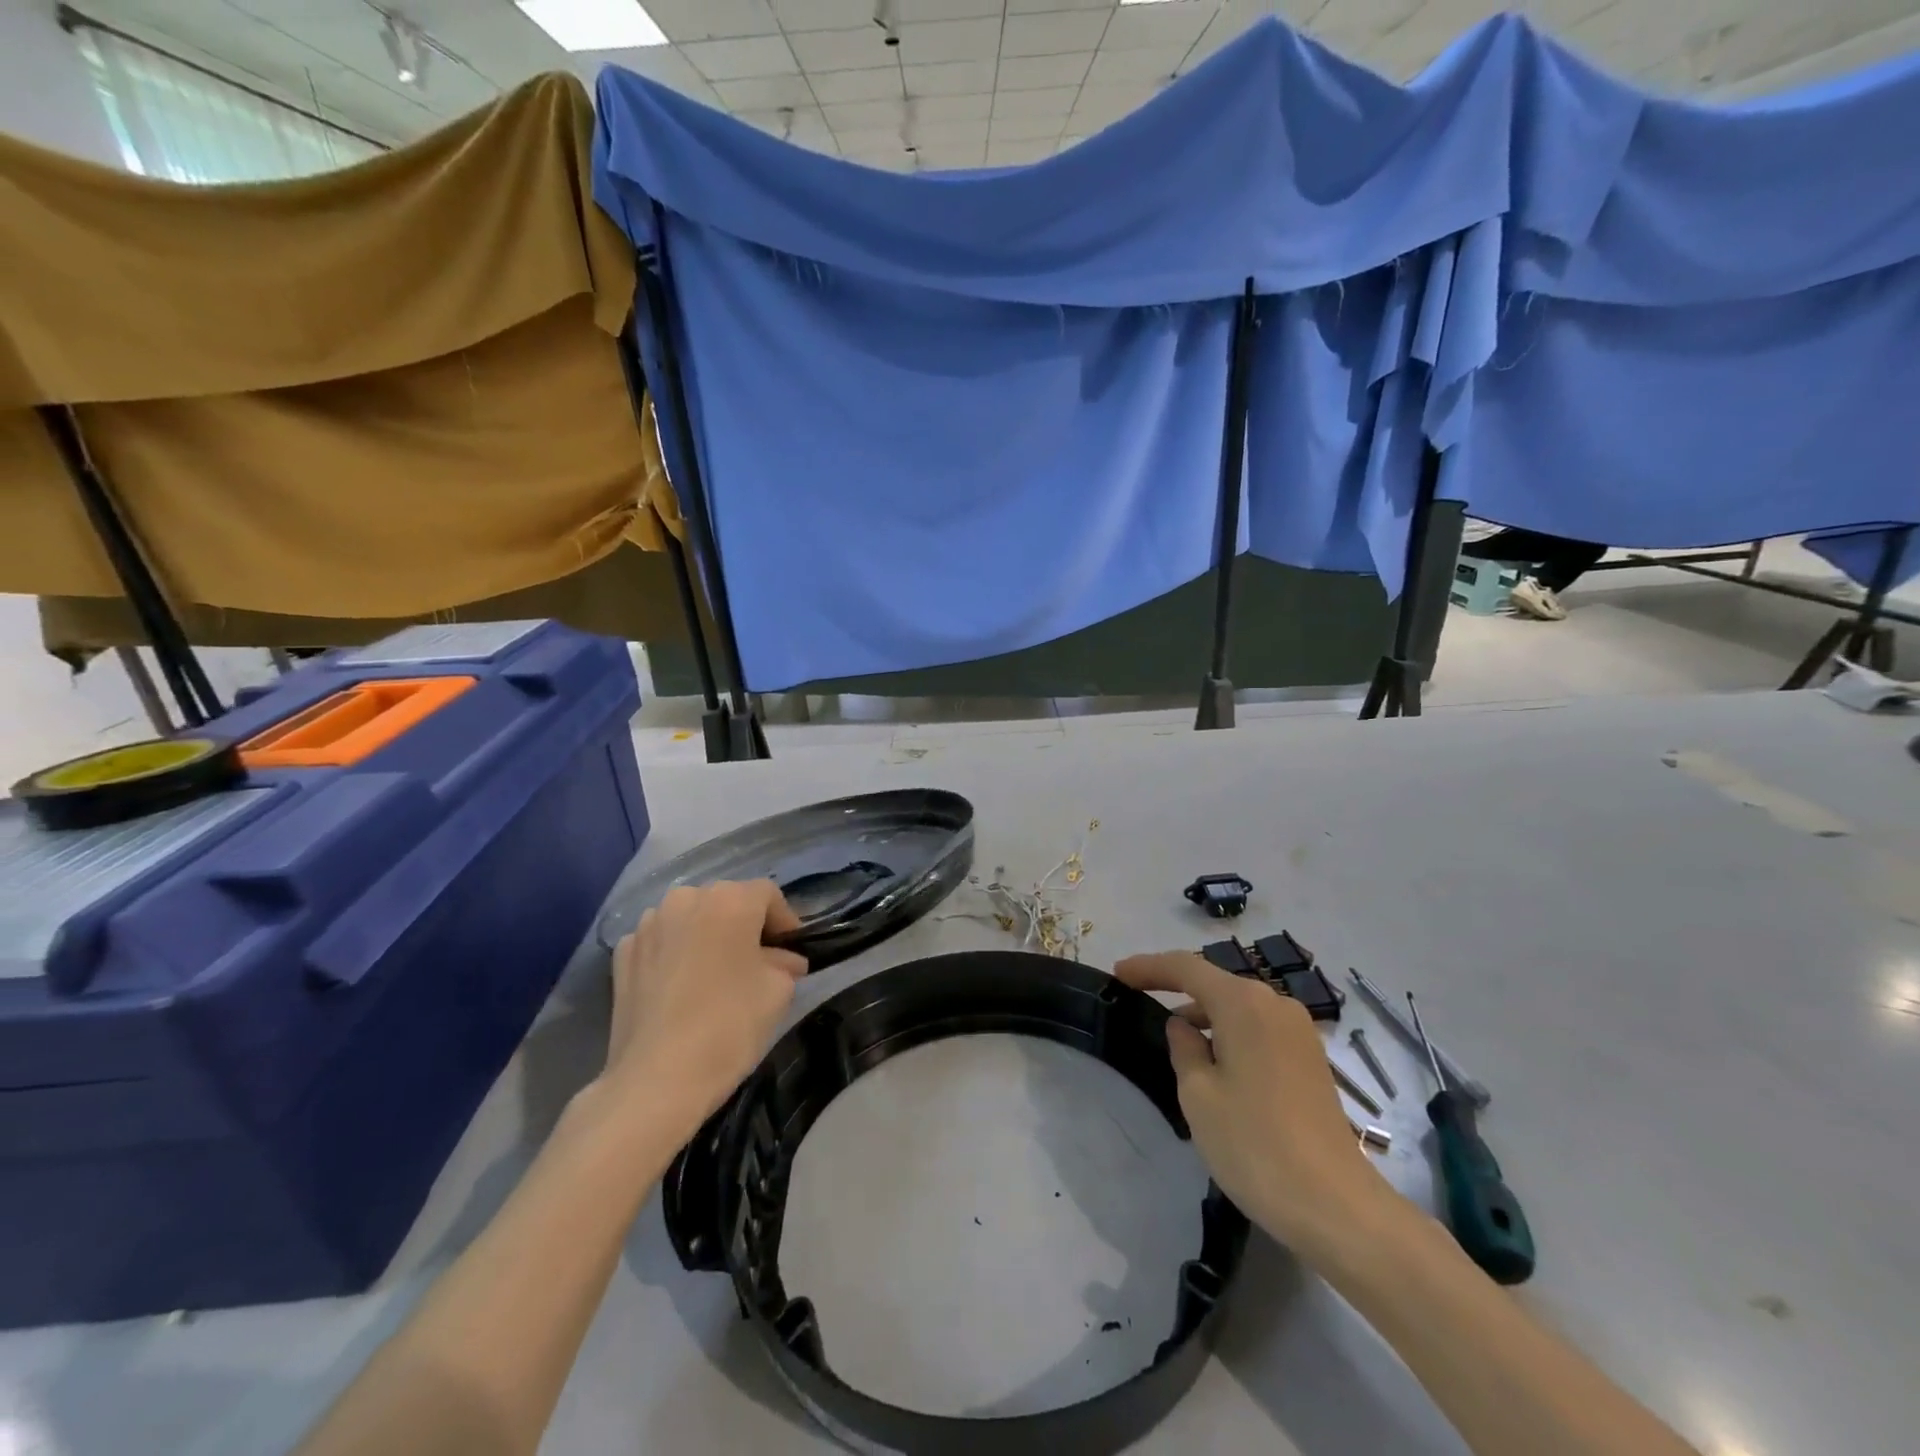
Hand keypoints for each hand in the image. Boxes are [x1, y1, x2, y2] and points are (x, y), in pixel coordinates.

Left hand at [597, 881, 806, 1140]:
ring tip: (715, 973)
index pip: (768, 895)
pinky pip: (660, 941)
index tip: (791, 952)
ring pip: (690, 918)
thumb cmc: (729, 1025)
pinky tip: (680, 986)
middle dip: (744, 925)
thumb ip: (784, 963)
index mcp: (730, 900)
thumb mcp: (778, 991)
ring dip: (706, 935)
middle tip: (757, 962)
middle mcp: (686, 898)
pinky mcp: (622, 953)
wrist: (656, 1079)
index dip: (785, 920)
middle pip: (726, 901)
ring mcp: (648, 924)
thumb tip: (783, 960)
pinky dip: (674, 953)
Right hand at [1114, 952, 1389, 1253]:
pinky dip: (1231, 1031)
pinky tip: (1215, 1058)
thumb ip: (1183, 1048)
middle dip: (1177, 986)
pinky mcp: (1311, 1058)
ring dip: (1205, 1012)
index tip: (1118, 974)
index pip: (1186, 968)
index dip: (1149, 967)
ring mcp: (1299, 1031)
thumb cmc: (1255, 1144)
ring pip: (1240, 1006)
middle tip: (1140, 996)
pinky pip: (1260, 1027)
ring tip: (1174, 1034)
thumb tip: (1183, 1027)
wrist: (1336, 1206)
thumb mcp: (1198, 1095)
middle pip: (1216, 982)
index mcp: (1243, 1004)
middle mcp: (1275, 1004)